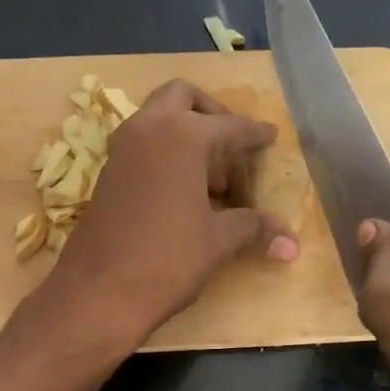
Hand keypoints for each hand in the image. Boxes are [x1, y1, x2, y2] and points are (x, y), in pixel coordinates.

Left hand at [46, 80, 297, 344]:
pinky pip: (141, 145)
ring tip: (211, 177)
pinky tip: (182, 192)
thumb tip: (291, 244)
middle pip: (184, 98)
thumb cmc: (167, 259)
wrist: (97, 292)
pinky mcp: (106, 174)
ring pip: (157, 119)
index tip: (270, 137)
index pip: (230, 125)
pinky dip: (164, 153)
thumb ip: (254, 229)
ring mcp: (121, 150)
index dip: (254, 134)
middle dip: (211, 114)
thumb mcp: (218, 241)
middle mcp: (148, 129)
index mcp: (182, 135)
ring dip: (184, 133)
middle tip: (232, 146)